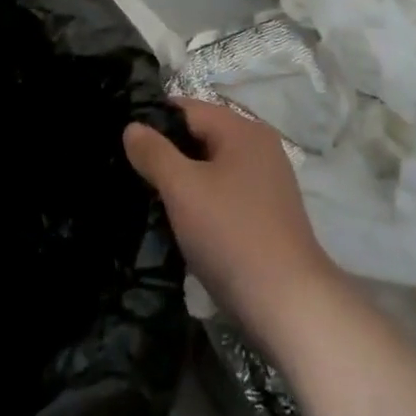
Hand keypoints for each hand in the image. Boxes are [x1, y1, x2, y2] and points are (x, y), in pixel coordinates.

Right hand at [124, 99, 339, 347]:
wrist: (290, 305)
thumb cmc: (232, 234)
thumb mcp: (183, 189)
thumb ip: (154, 153)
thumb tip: (132, 127)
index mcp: (243, 130)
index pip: (188, 109)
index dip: (154, 123)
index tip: (125, 145)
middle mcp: (260, 147)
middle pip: (202, 137)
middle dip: (168, 154)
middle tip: (133, 174)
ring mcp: (268, 182)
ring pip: (213, 168)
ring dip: (185, 181)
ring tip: (152, 199)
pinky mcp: (269, 215)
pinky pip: (226, 193)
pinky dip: (204, 201)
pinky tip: (184, 224)